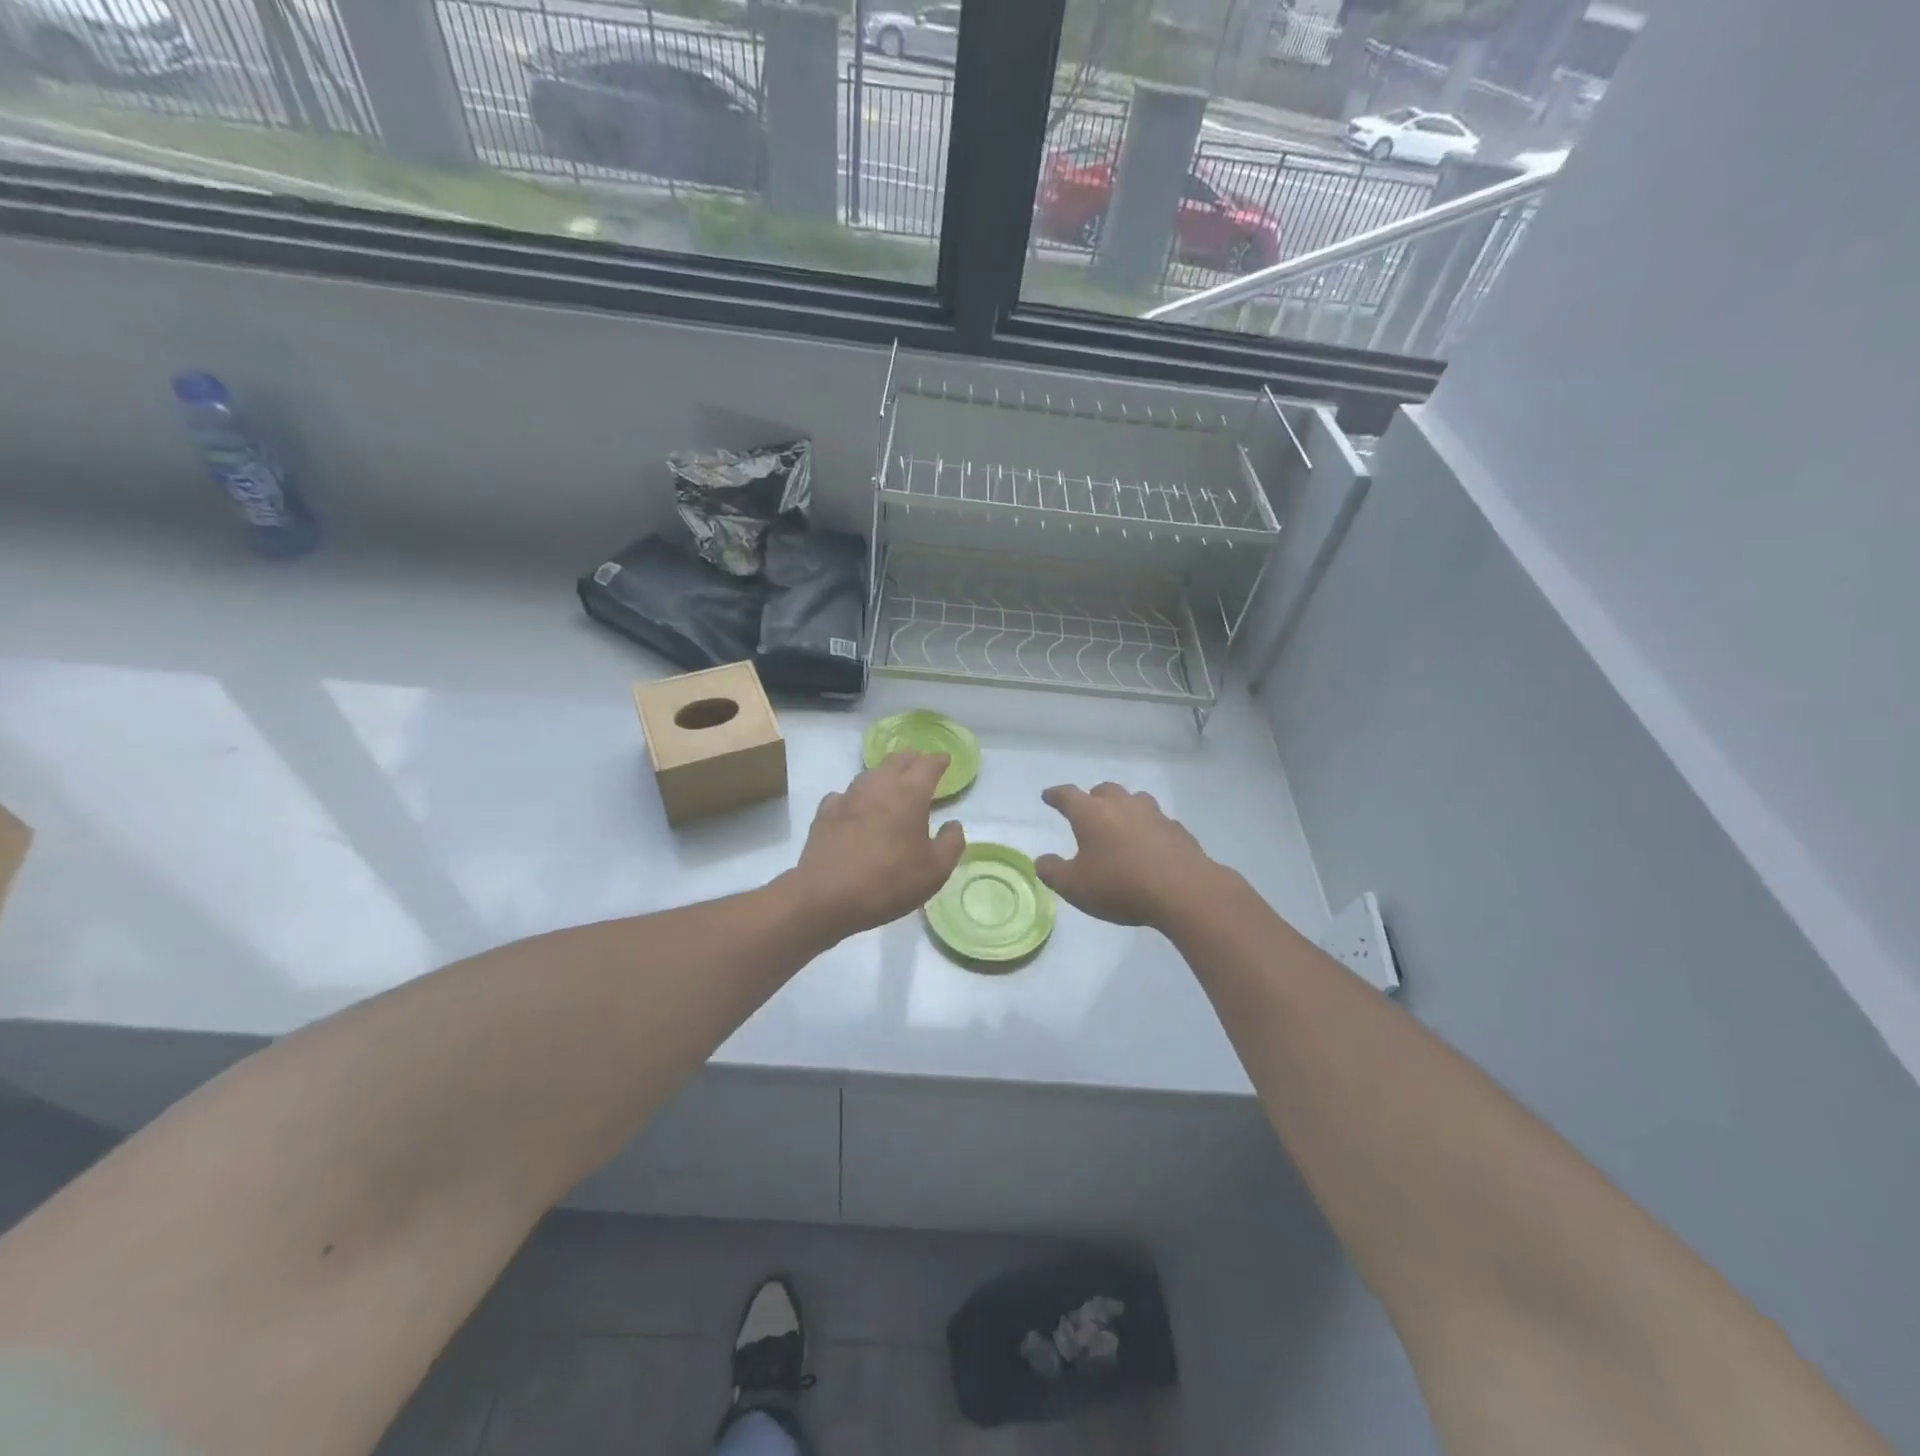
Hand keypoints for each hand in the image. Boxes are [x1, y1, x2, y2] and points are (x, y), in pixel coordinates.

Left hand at [786, 753, 965, 941]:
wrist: (827, 896)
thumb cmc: (889, 881)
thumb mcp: (935, 870)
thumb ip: (951, 843)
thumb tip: (953, 824)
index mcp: (909, 793)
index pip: (928, 764)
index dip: (939, 760)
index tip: (945, 760)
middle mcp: (878, 786)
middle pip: (897, 760)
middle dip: (912, 759)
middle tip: (920, 767)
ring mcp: (848, 796)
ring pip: (870, 774)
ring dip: (884, 775)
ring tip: (891, 785)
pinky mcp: (825, 812)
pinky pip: (845, 795)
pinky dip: (856, 797)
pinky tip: (856, 808)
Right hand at [1036, 782, 1223, 929]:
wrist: (1183, 891)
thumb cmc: (1120, 886)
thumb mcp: (1075, 887)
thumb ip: (1053, 872)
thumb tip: (1042, 860)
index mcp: (1091, 814)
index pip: (1067, 795)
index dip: (1055, 795)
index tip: (1048, 796)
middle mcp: (1121, 805)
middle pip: (1104, 790)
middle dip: (1093, 798)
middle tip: (1088, 811)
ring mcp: (1153, 814)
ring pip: (1134, 800)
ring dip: (1124, 807)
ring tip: (1120, 823)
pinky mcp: (1176, 829)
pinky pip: (1157, 821)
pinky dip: (1148, 827)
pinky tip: (1149, 844)